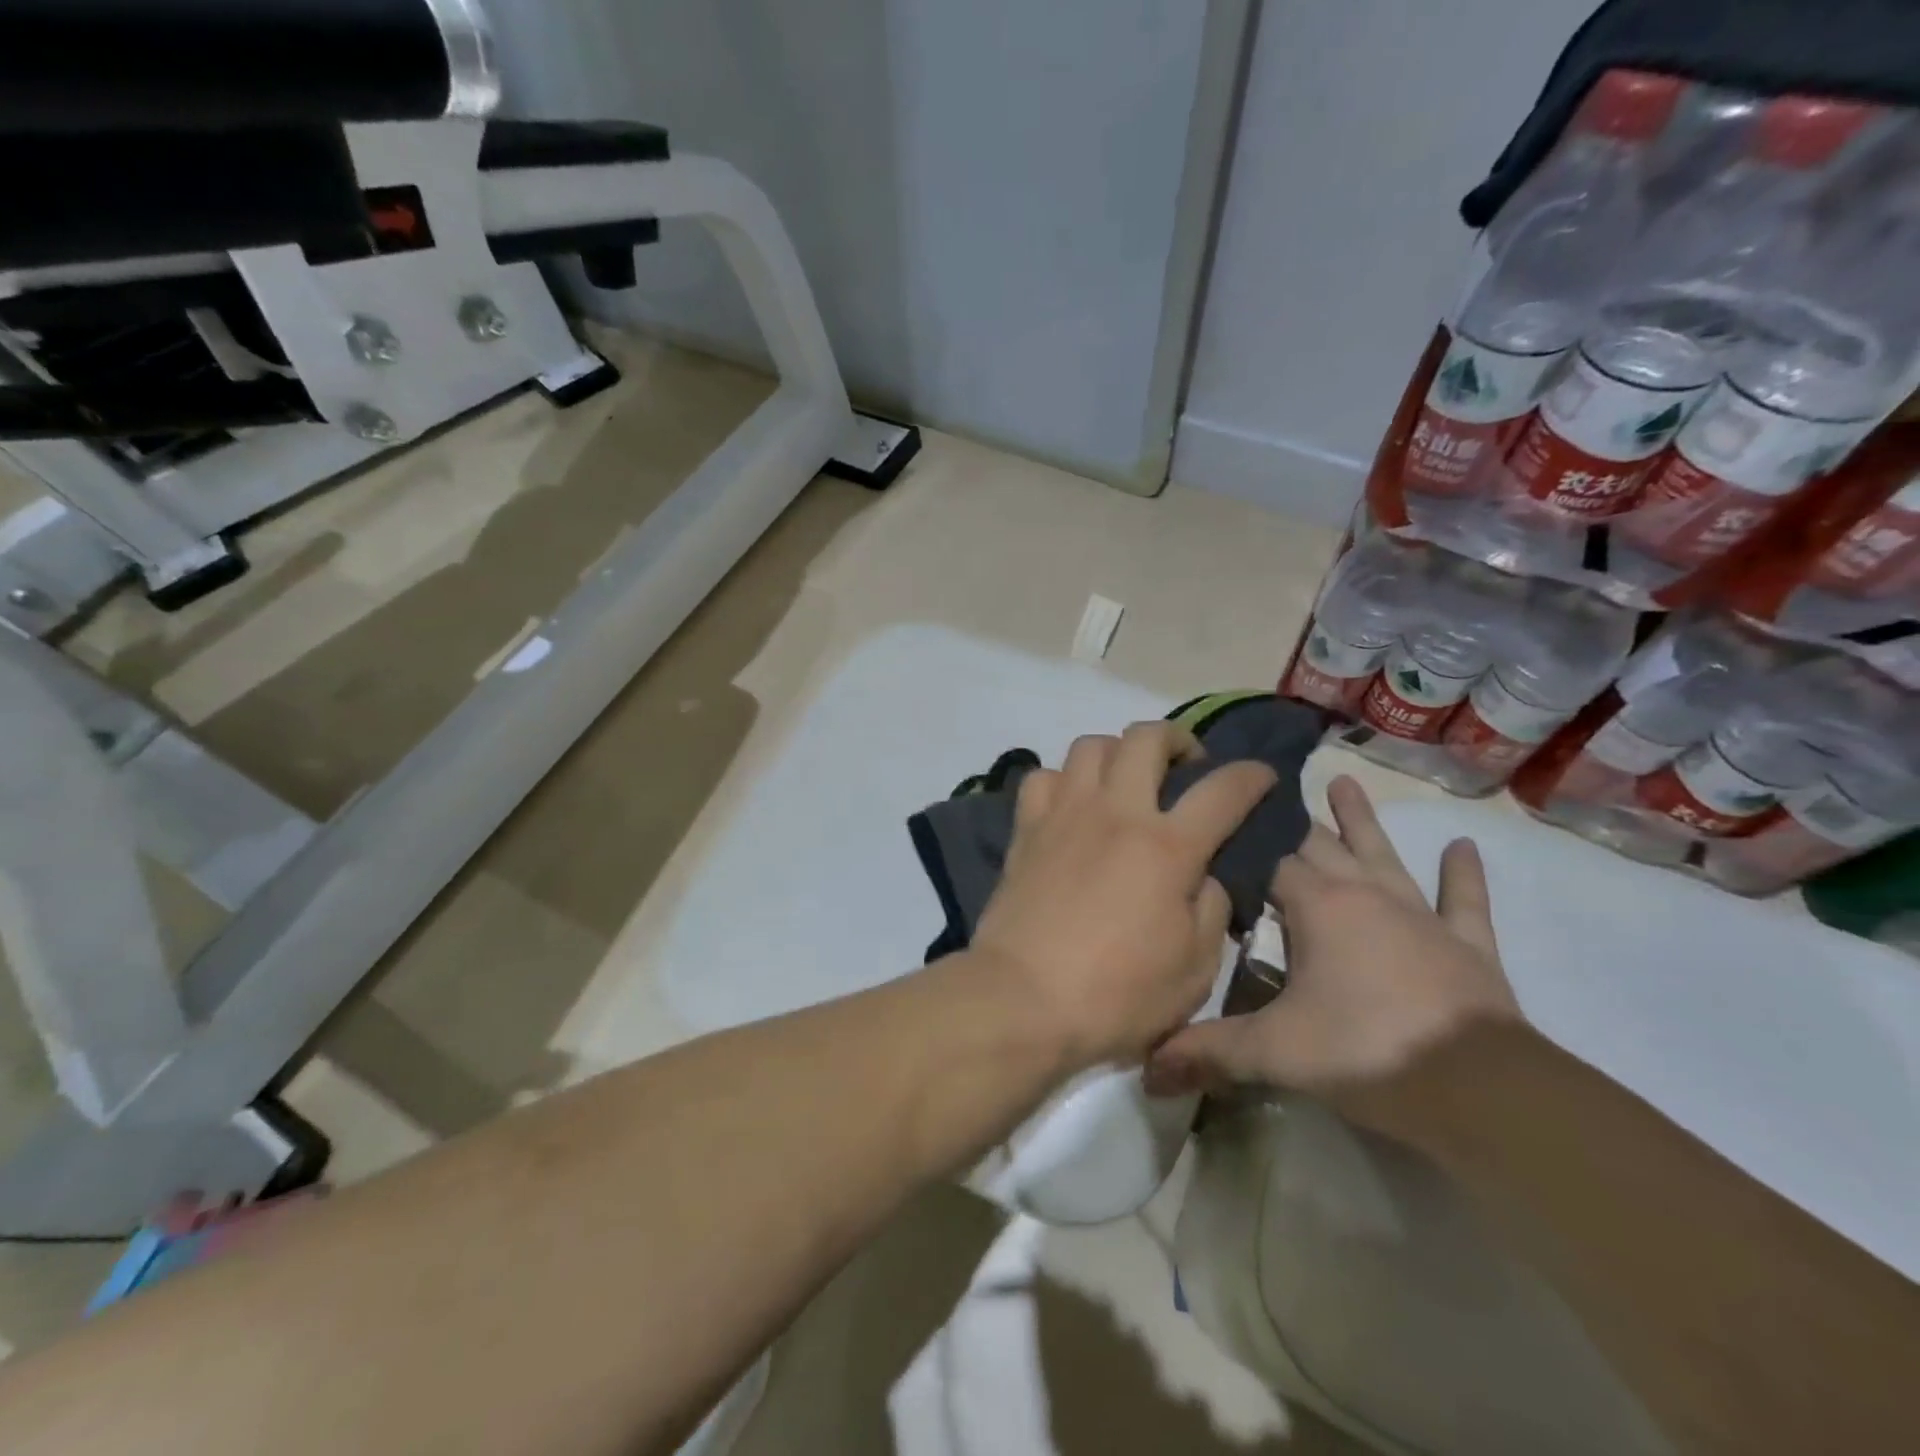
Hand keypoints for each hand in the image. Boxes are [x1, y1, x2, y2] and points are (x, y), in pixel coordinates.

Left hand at [968, 720, 1276, 1072]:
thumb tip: (1204, 875)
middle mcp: (1116, 813)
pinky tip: (1071, 805)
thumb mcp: (1194, 969)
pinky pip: (1042, 777)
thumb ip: (1211, 910)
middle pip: (1147, 738)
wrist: (1022, 999)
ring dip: (1117, 752)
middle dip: (1177, 738)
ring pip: (1090, 745)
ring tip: (1126, 780)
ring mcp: (1064, 814)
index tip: (1261, 775)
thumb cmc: (1116, 996)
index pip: (1223, 790)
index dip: (1251, 775)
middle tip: (1185, 766)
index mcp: (1167, 847)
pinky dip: (1062, 781)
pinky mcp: (1025, 829)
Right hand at [1146, 776, 1521, 1143]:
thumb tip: (1145, 1068)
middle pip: (1321, 846)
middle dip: (1292, 821)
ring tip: (1345, 781)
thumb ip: (1207, 1051)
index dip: (1243, 844)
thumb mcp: (1273, 1052)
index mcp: (1317, 907)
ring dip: (1362, 821)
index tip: (1219, 821)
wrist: (1482, 1091)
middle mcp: (1365, 896)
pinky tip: (1464, 846)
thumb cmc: (1365, 1052)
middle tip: (1268, 789)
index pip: (1269, 861)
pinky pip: (1464, 903)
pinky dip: (1463, 876)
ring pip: (1384, 856)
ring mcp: (1420, 917)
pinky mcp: (1468, 947)